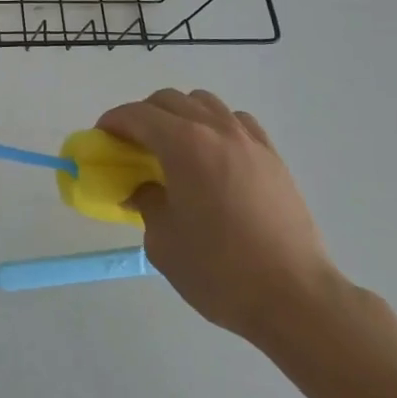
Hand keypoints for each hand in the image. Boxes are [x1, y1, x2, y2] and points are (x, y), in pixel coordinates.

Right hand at [98, 89, 341, 350]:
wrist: (294, 297)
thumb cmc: (219, 271)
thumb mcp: (163, 241)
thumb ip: (146, 202)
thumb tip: (144, 188)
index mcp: (183, 145)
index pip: (137, 115)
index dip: (113, 122)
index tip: (102, 137)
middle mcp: (216, 130)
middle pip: (169, 100)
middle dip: (143, 115)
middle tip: (132, 145)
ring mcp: (249, 141)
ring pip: (205, 103)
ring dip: (180, 115)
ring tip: (173, 147)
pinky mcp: (273, 158)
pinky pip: (237, 121)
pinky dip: (215, 125)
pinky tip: (213, 155)